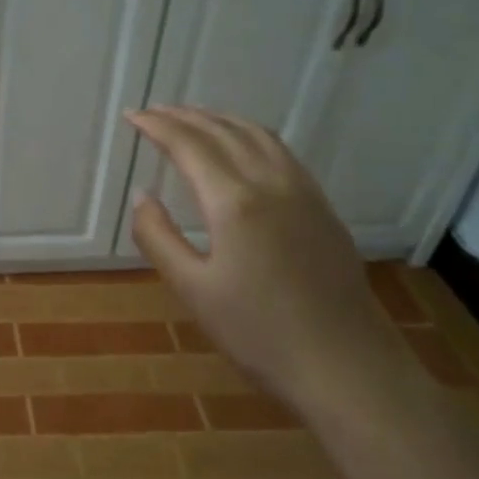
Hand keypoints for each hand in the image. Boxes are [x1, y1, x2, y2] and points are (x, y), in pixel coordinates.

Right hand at [124, 106, 392, 406]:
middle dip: (185, 116)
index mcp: (234, 201)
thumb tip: (141, 195)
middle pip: (223, 132)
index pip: (188, 146)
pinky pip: (281, 152)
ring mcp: (303, 192)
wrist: (346, 367)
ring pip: (257, 135)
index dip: (157, 126)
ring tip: (193, 118)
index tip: (132, 115)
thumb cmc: (259, 334)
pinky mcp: (322, 208)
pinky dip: (250, 135)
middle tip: (154, 111)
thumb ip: (158, 236)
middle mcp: (271, 182)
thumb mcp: (193, 289)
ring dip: (220, 120)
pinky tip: (243, 147)